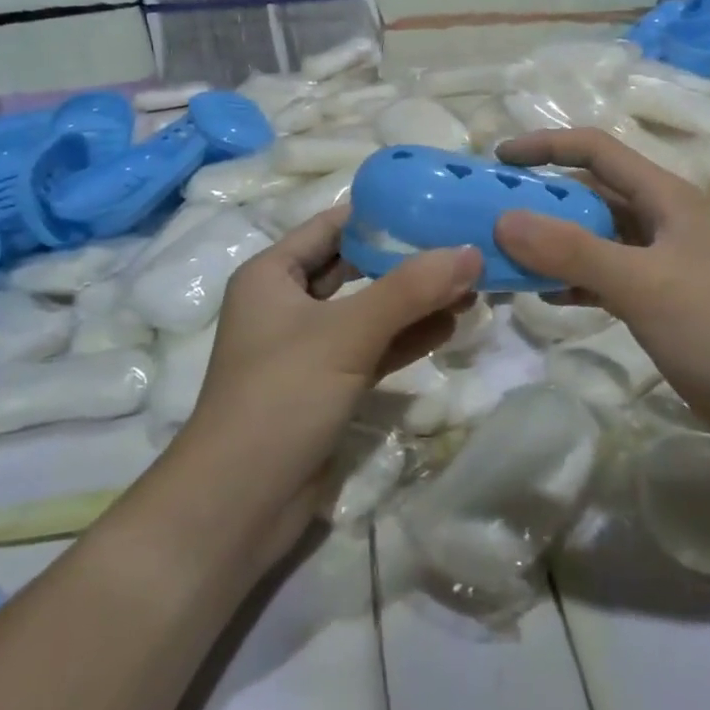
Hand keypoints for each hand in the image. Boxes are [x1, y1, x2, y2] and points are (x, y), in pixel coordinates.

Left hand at [177, 207, 480, 536]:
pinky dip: (407, 337)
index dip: (382, 212)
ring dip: (415, 300)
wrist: (237, 506)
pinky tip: (450, 327)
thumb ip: (410, 290)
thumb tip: (471, 251)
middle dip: (408, 260)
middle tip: (464, 246)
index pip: (333, 226)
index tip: (437, 203)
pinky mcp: (327, 386)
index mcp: (272, 273)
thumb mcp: (346, 334)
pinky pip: (373, 348)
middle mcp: (288, 302)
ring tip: (470, 286)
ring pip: (370, 310)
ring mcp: (308, 348)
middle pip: (356, 266)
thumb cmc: (280, 397)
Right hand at [493, 128, 709, 457]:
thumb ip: (572, 251)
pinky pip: (602, 274)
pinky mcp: (658, 298)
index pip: (596, 150)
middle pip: (590, 193)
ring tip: (506, 258)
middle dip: (541, 200)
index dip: (546, 146)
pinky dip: (571, 279)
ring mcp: (659, 260)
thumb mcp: (641, 283)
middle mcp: (660, 219)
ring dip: (551, 243)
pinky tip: (545, 297)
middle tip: (491, 216)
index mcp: (663, 197)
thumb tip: (503, 219)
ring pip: (593, 237)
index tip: (497, 160)